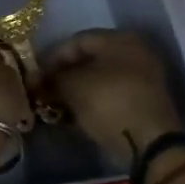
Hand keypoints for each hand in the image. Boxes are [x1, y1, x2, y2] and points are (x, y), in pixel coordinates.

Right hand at [41, 29, 182, 171]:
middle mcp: (135, 52)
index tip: (35, 75)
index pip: (77, 40)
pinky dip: (92, 103)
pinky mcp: (144, 103)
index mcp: (120, 39)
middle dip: (64, 75)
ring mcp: (143, 79)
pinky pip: (111, 96)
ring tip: (55, 105)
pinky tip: (74, 116)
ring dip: (76, 91)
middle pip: (89, 59)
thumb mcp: (73, 87)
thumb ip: (53, 79)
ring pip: (100, 79)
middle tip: (44, 91)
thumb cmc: (109, 103)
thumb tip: (39, 81)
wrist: (149, 144)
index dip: (52, 57)